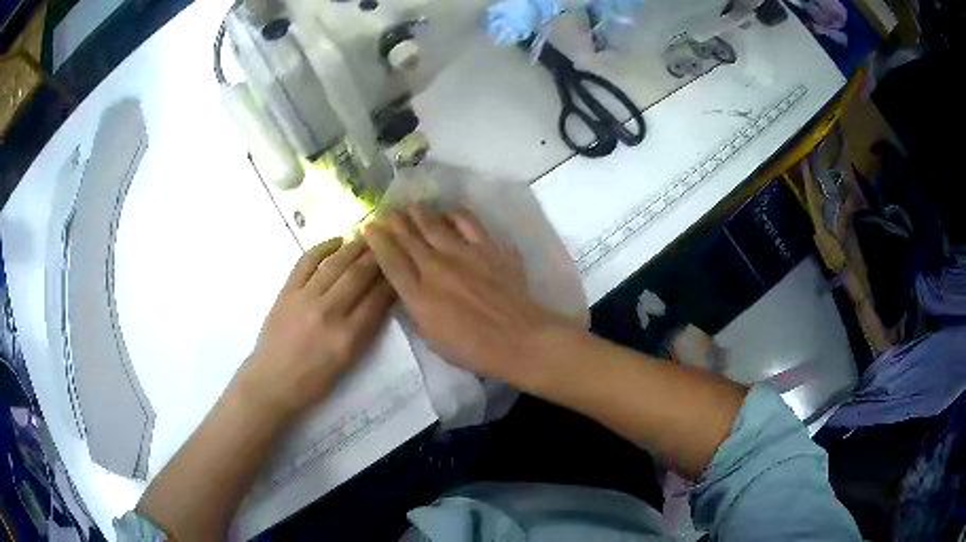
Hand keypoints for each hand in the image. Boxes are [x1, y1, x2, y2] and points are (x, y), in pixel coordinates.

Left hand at [237, 238, 395, 417]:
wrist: (271, 381)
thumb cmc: (312, 381)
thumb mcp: (347, 362)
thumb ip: (364, 330)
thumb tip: (380, 299)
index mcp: (348, 337)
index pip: (377, 299)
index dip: (391, 280)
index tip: (400, 266)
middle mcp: (328, 313)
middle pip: (358, 276)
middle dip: (377, 257)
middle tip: (389, 242)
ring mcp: (305, 298)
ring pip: (335, 264)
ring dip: (354, 247)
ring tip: (368, 236)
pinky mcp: (287, 291)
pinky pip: (306, 261)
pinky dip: (323, 247)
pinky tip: (337, 241)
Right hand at [365, 205, 573, 386]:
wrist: (517, 338)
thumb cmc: (472, 348)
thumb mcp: (432, 340)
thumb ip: (416, 314)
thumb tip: (408, 297)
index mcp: (419, 294)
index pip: (391, 260)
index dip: (378, 241)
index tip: (369, 228)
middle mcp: (436, 267)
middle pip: (408, 236)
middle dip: (394, 221)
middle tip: (386, 212)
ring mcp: (463, 253)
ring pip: (434, 223)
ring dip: (420, 212)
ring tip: (413, 207)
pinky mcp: (488, 247)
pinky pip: (468, 221)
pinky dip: (455, 212)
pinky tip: (449, 211)